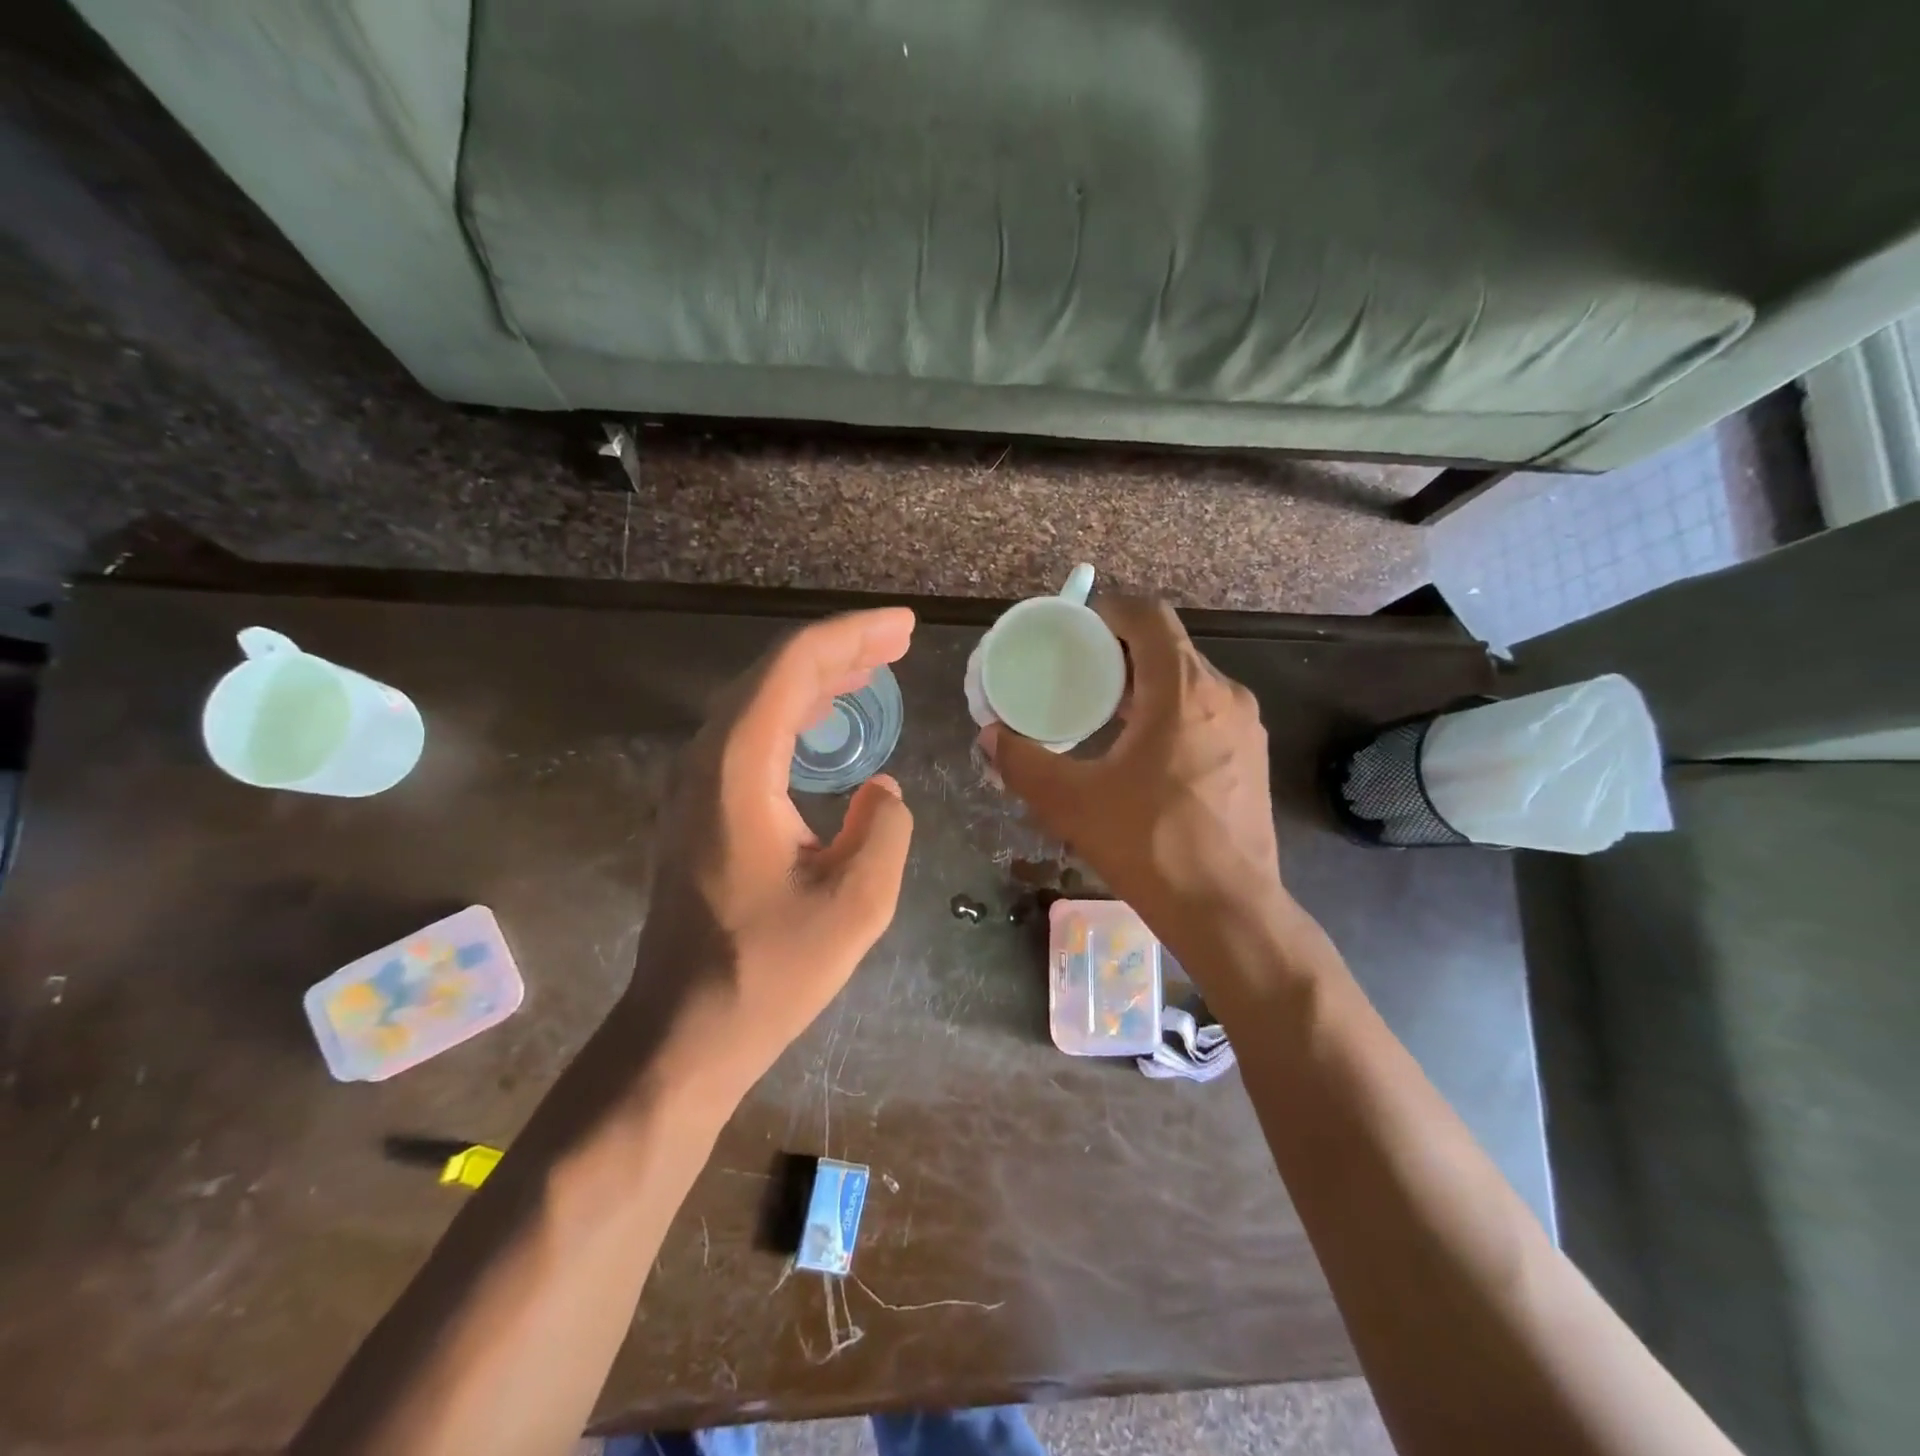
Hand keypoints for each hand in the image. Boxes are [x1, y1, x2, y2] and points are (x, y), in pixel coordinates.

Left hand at [633, 609, 915, 1087]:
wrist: (685, 1029)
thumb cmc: (767, 971)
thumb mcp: (856, 905)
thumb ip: (884, 831)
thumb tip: (883, 792)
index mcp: (738, 769)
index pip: (793, 669)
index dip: (852, 636)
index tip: (904, 627)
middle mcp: (706, 761)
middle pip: (772, 675)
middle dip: (839, 650)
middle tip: (898, 641)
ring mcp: (693, 785)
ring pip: (758, 703)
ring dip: (816, 680)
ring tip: (871, 668)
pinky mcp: (698, 809)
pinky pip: (749, 736)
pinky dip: (793, 715)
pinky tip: (824, 724)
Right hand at [980, 597, 1283, 939]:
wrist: (1229, 911)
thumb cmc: (1151, 846)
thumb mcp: (1071, 803)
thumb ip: (1023, 763)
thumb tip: (990, 737)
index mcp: (1183, 691)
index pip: (1148, 616)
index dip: (1109, 610)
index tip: (1075, 630)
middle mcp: (1223, 695)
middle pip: (1168, 647)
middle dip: (1120, 652)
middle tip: (1077, 675)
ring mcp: (1246, 727)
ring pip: (1189, 681)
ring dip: (1146, 685)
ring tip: (1103, 714)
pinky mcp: (1253, 757)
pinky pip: (1206, 712)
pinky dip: (1171, 713)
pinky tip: (1142, 753)